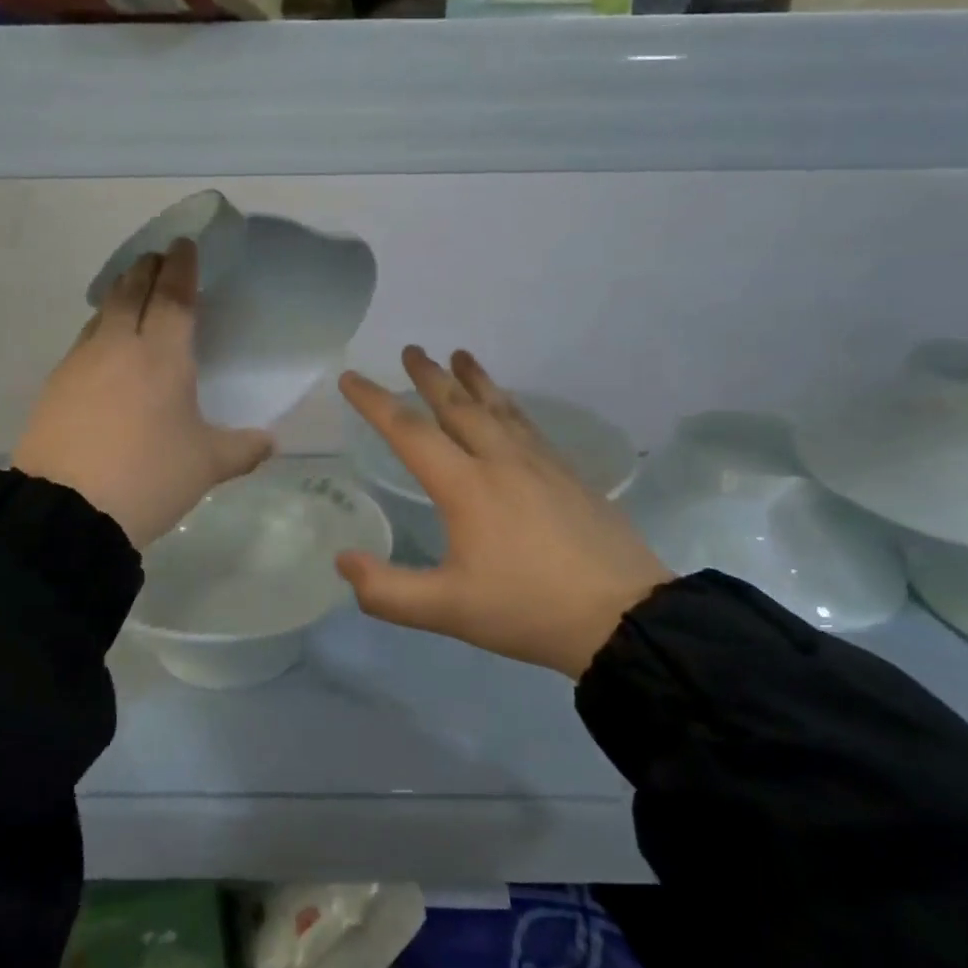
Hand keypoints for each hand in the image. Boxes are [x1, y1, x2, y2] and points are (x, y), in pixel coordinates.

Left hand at [13, 240, 273, 549]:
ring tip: (131, 294)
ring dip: (120, 295)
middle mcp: (119, 346)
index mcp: (162, 356)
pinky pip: (84, 342)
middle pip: (132, 292)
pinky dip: (100, 330)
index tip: (184, 245)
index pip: (174, 296)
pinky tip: (104, 348)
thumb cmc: (149, 477)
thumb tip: (271, 443)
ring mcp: (81, 363)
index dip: (182, 268)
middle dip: (147, 270)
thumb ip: (243, 449)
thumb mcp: (206, 466)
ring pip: (103, 313)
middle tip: (158, 258)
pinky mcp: (55, 386)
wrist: (67, 510)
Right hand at [335, 348, 671, 678]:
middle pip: (458, 406)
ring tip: (460, 355)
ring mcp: (541, 463)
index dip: (375, 402)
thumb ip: (387, 591)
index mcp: (467, 486)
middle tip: (411, 350)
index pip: (410, 432)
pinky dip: (509, 405)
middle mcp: (501, 461)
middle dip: (430, 376)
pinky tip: (509, 408)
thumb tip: (343, 561)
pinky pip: (528, 425)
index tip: (351, 378)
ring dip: (475, 379)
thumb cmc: (528, 609)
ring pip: (499, 408)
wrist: (623, 616)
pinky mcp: (569, 474)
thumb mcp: (448, 611)